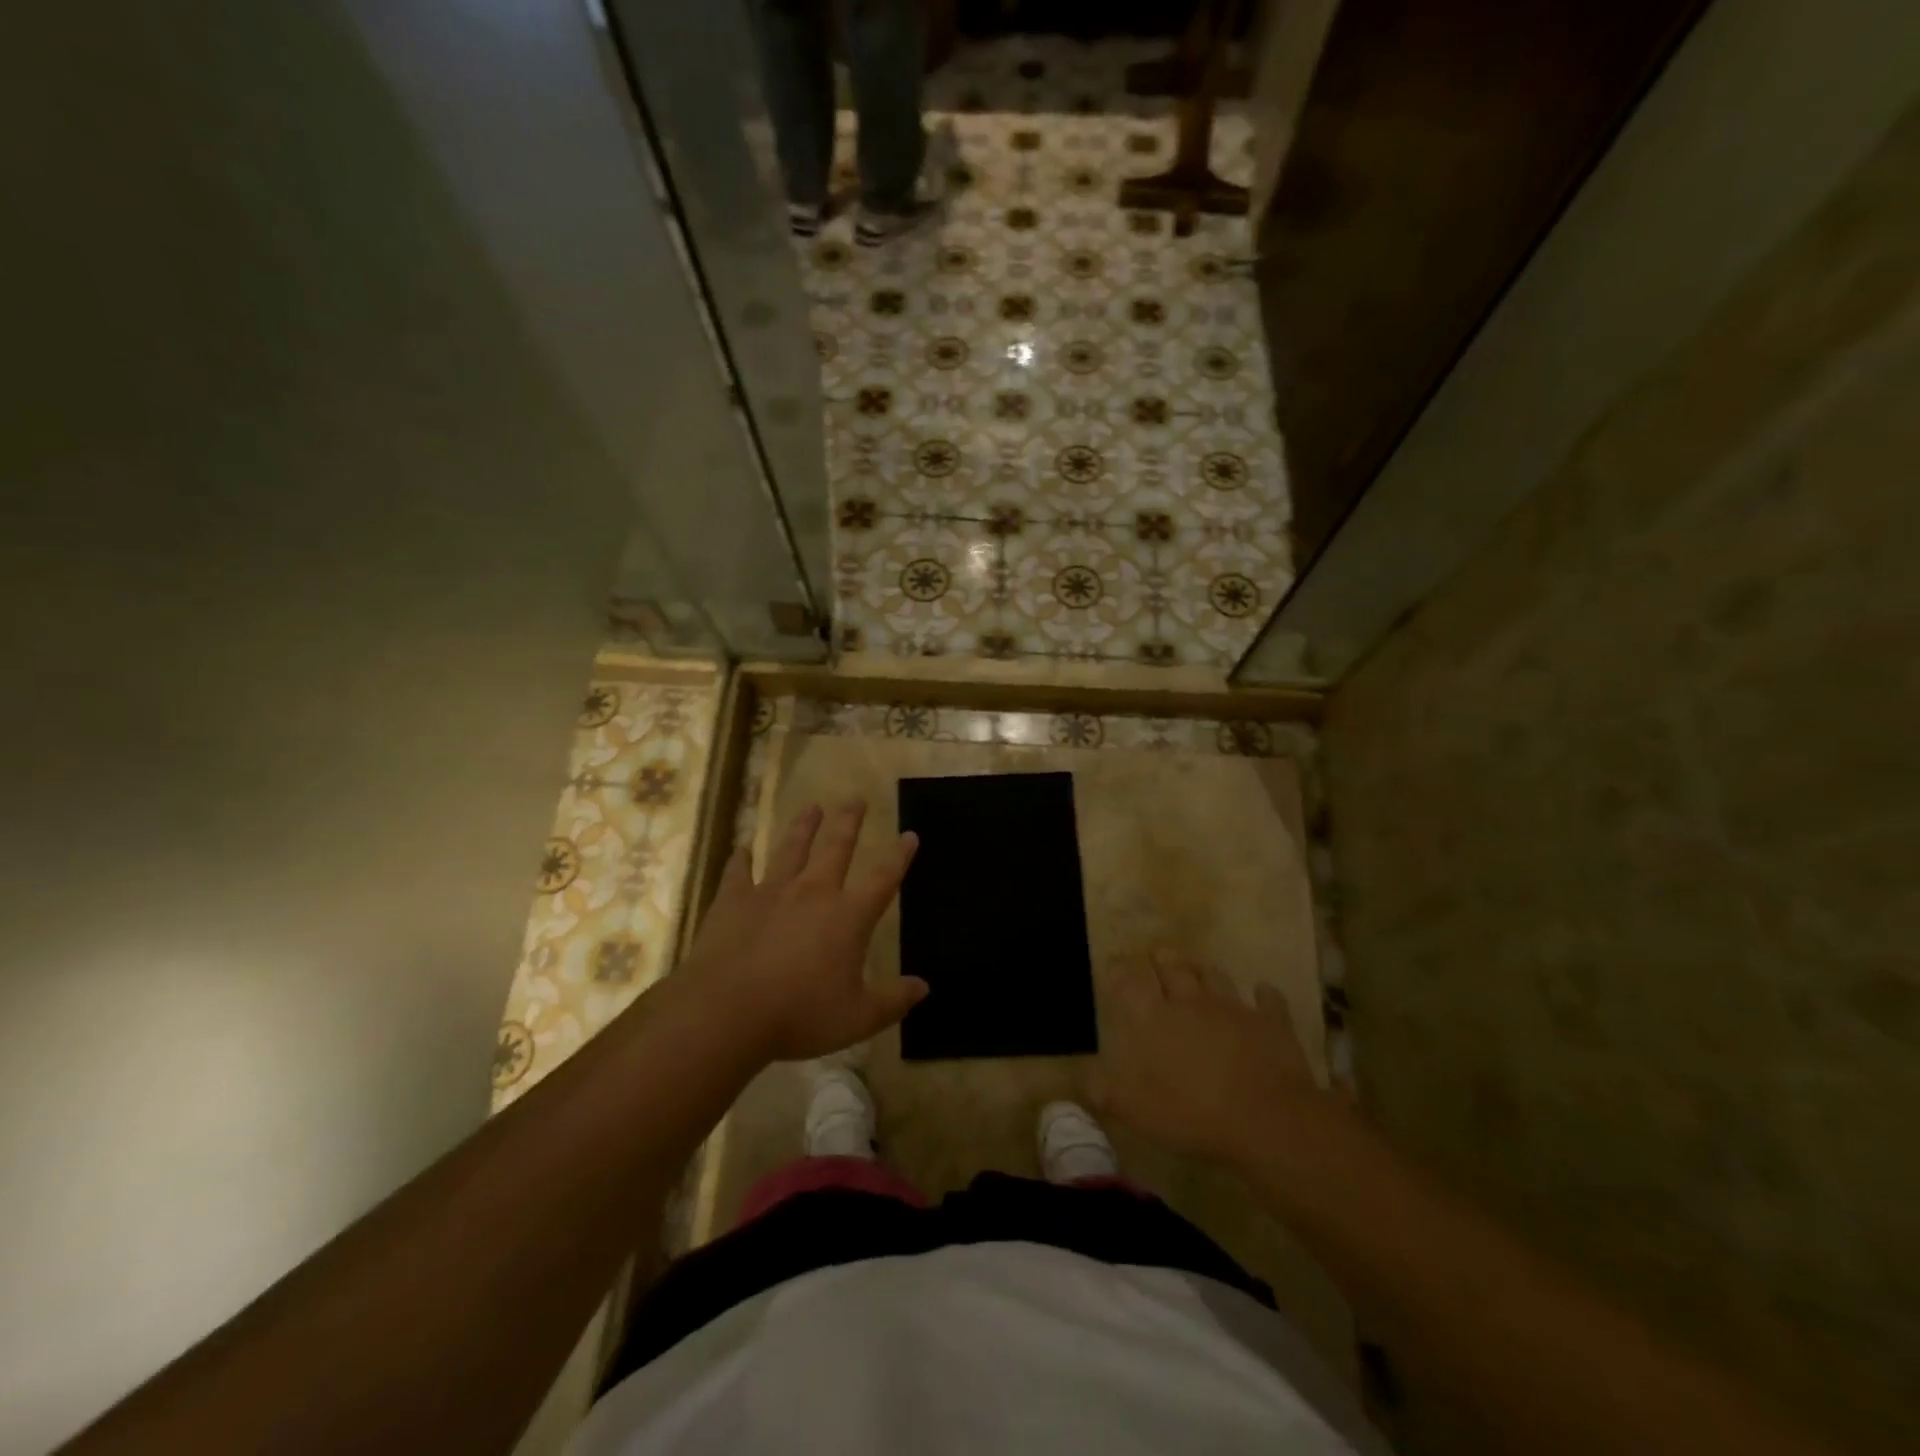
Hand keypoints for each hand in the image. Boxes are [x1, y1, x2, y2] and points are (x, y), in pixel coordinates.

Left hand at [683, 800, 924, 1063]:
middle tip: (855, 797)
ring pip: (791, 849)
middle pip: (836, 847)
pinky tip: (742, 848)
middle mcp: (813, 892)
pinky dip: (740, 859)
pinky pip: (738, 872)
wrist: (727, 1010)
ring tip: (812, 806)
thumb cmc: (800, 1014)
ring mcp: (771, 892)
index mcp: (848, 916)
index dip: (899, 856)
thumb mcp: (857, 1018)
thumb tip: (924, 987)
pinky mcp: (733, 901)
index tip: (909, 834)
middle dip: (849, 821)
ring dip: (803, 827)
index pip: (882, 878)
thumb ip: (892, 1001)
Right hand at [1086, 951, 1322, 1168]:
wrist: (1267, 1120)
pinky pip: (1268, 1000)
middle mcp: (1189, 1001)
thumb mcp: (1134, 1110)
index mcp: (1153, 1017)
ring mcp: (1233, 1007)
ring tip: (1197, 970)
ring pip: (1214, 976)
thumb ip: (1101, 1088)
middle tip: (1155, 954)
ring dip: (1203, 970)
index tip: (1114, 962)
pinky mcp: (1270, 1022)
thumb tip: (1076, 1072)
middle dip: (1160, 957)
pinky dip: (1264, 994)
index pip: (1128, 980)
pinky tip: (1263, 993)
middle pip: (1172, 966)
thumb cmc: (1192, 1114)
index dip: (1119, 968)